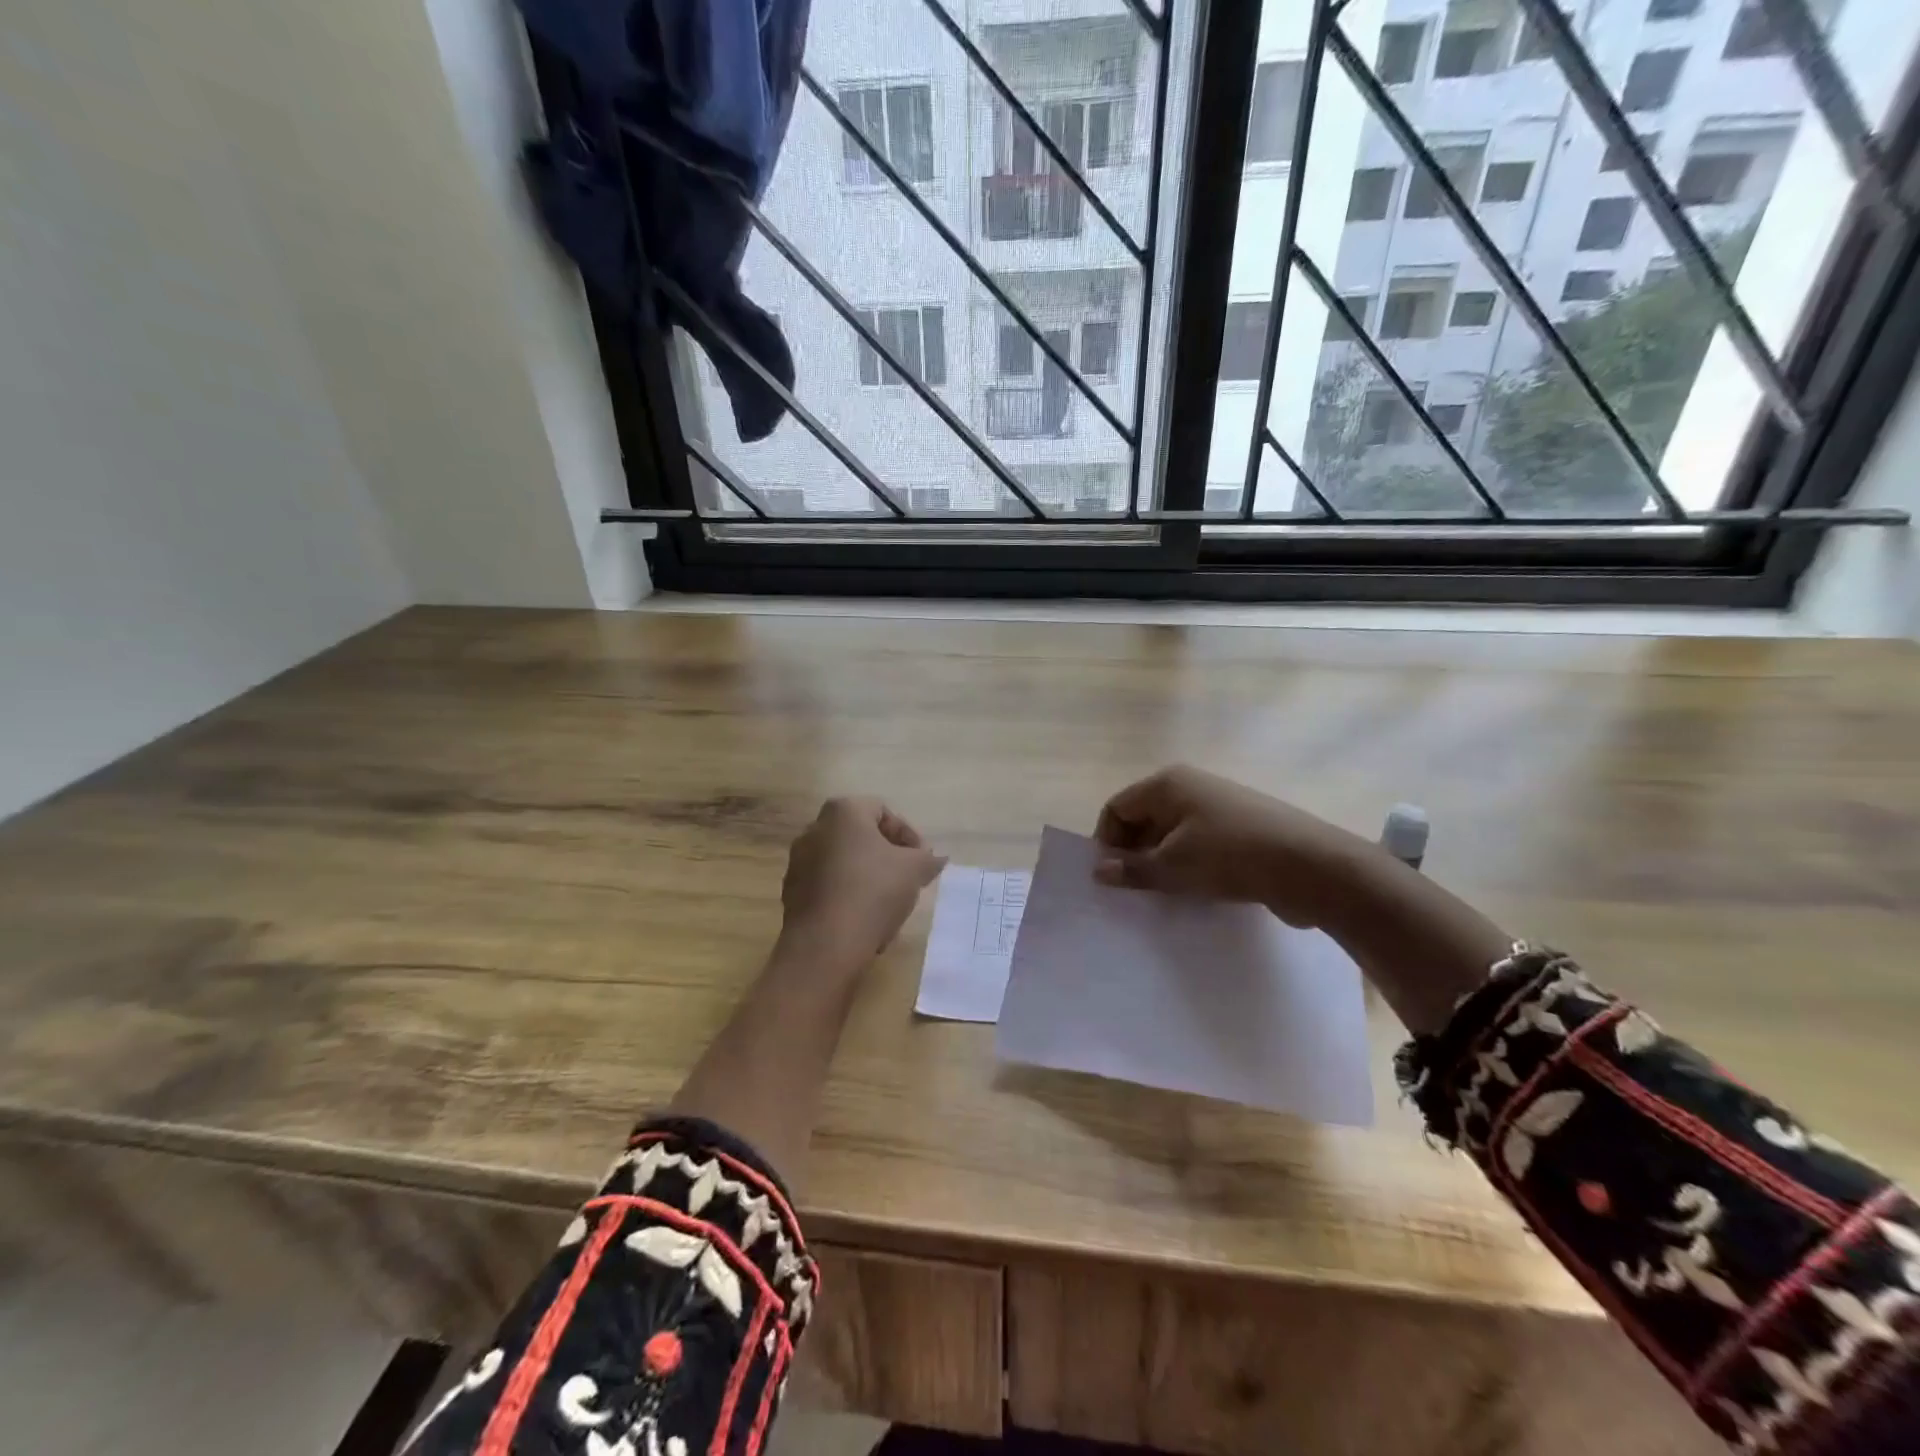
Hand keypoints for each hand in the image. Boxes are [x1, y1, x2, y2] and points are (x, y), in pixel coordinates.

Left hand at [779, 797, 945, 967]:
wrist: (824, 945)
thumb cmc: (873, 893)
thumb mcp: (915, 870)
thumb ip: (928, 858)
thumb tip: (934, 858)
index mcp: (843, 812)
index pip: (884, 812)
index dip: (909, 835)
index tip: (923, 861)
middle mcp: (814, 828)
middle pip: (862, 837)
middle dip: (889, 857)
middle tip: (909, 880)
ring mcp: (798, 861)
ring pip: (846, 863)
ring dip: (870, 879)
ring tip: (890, 906)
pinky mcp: (792, 892)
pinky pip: (829, 886)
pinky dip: (849, 897)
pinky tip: (866, 921)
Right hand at [1093, 765, 1373, 927]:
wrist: (1312, 867)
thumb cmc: (1231, 856)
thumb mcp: (1173, 866)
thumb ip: (1132, 869)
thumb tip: (1098, 870)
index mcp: (1167, 784)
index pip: (1116, 808)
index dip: (1107, 842)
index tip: (1111, 878)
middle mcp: (1190, 787)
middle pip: (1143, 819)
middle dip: (1133, 854)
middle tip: (1134, 892)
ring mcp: (1218, 807)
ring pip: (1171, 835)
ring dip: (1161, 864)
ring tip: (1163, 896)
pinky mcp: (1239, 830)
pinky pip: (1198, 845)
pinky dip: (1188, 866)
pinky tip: (1194, 893)